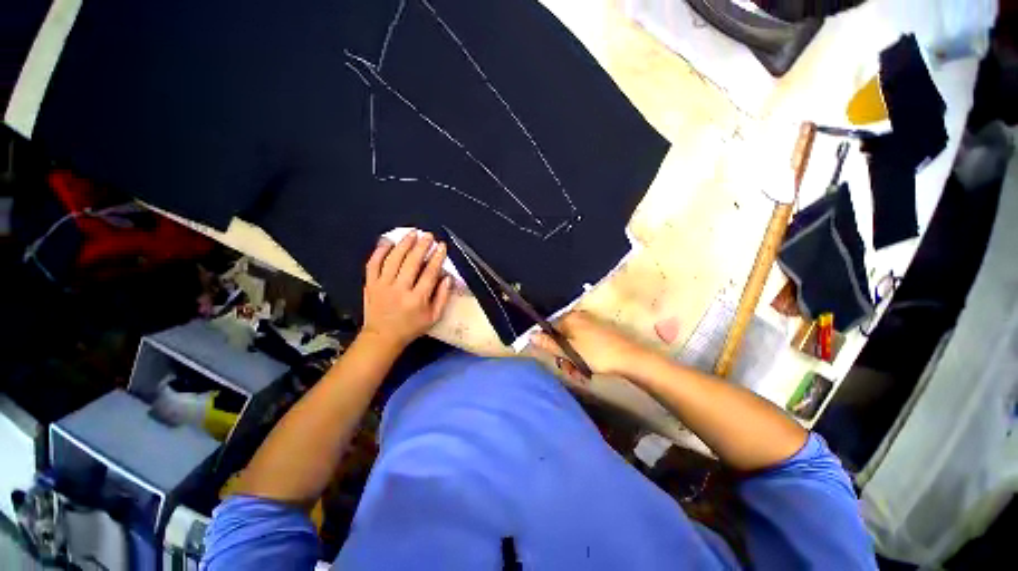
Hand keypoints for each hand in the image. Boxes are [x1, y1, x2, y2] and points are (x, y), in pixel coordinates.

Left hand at [361, 232, 452, 351]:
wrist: (382, 337)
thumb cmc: (411, 327)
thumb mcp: (434, 317)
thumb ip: (443, 297)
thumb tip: (448, 277)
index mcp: (417, 299)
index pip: (429, 273)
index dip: (437, 257)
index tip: (442, 246)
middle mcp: (400, 289)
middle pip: (412, 262)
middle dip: (422, 246)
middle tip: (428, 235)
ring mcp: (383, 285)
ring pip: (393, 259)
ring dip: (404, 244)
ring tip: (412, 233)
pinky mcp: (370, 284)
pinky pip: (373, 264)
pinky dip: (380, 251)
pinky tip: (388, 242)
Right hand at [531, 310, 649, 377]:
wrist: (631, 358)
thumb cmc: (597, 354)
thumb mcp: (570, 351)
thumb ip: (549, 343)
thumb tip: (530, 335)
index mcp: (570, 318)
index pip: (550, 330)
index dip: (550, 347)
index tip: (557, 361)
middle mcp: (579, 318)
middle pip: (562, 338)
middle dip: (564, 357)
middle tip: (571, 371)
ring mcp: (591, 325)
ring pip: (573, 344)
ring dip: (574, 360)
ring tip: (581, 374)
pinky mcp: (601, 333)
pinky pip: (584, 344)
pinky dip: (584, 357)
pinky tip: (589, 369)